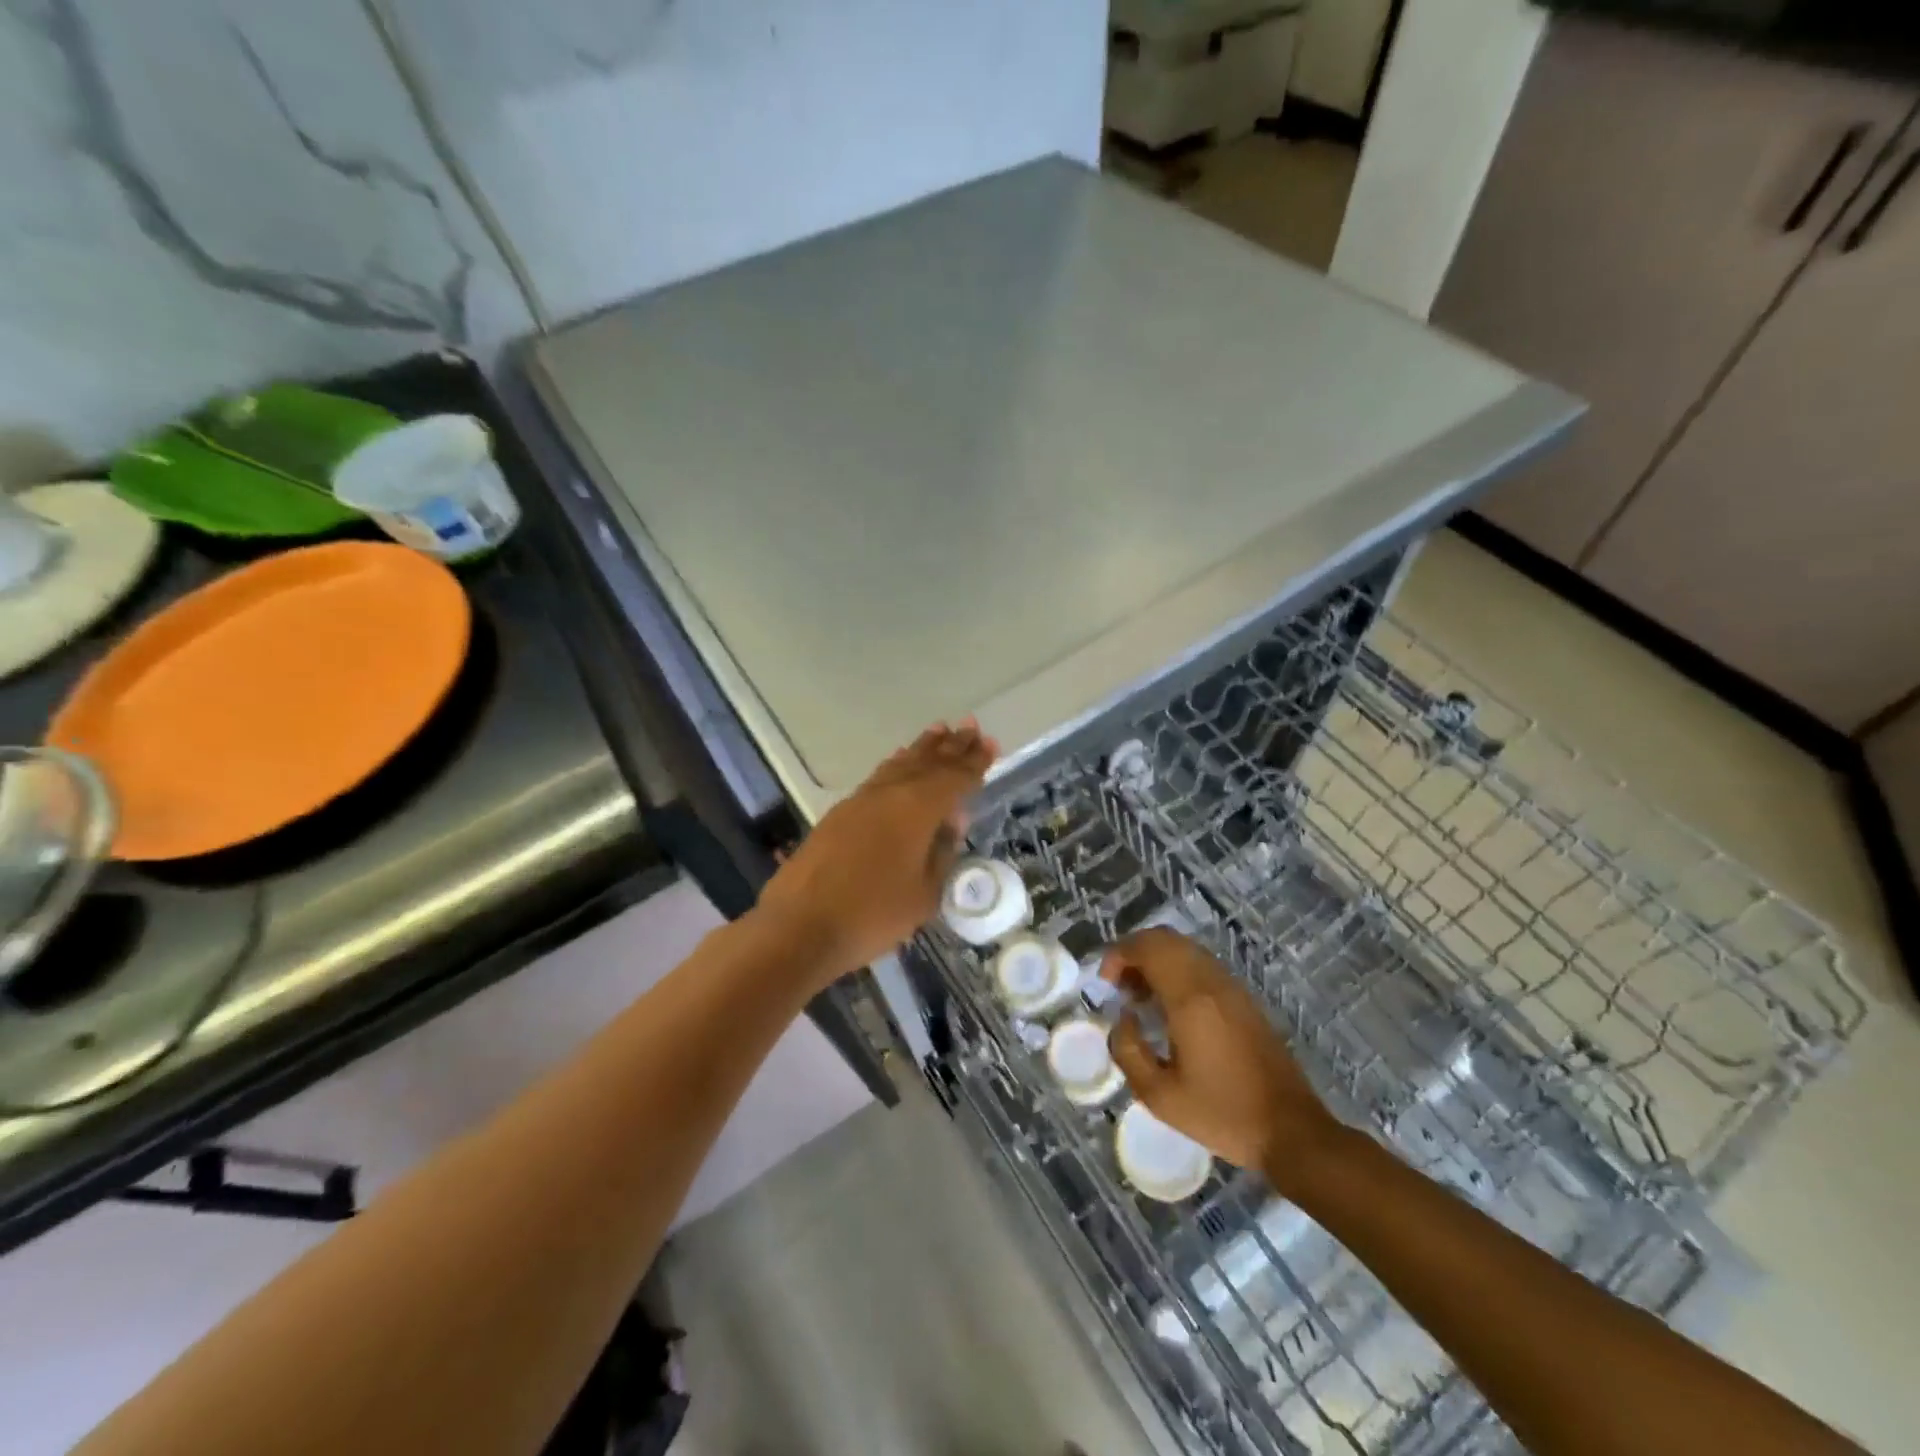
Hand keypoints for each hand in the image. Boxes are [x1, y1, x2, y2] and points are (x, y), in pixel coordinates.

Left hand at [756, 720, 996, 988]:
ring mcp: (861, 800)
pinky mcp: (840, 813)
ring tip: (939, 731)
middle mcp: (890, 793)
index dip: (975, 762)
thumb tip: (949, 825)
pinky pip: (879, 777)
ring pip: (899, 765)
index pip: (955, 778)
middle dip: (952, 745)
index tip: (990, 743)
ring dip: (922, 748)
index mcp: (918, 808)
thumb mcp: (924, 894)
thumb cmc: (873, 914)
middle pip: (927, 762)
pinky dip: (896, 765)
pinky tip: (899, 762)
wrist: (801, 925)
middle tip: (971, 725)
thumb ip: (941, 854)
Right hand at [1102, 928, 1337, 1178]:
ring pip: (1185, 948)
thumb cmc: (1223, 1114)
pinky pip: (1202, 965)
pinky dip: (1177, 971)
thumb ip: (1128, 1051)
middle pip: (1165, 939)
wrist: (1291, 1131)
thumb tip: (1123, 1019)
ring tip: (1141, 998)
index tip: (1105, 984)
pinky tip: (1170, 1008)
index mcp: (1190, 999)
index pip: (1147, 948)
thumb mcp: (1160, 1096)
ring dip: (1156, 961)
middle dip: (1134, 953)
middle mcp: (1211, 981)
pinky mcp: (1244, 999)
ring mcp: (1232, 987)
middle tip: (1120, 988)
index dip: (1118, 955)